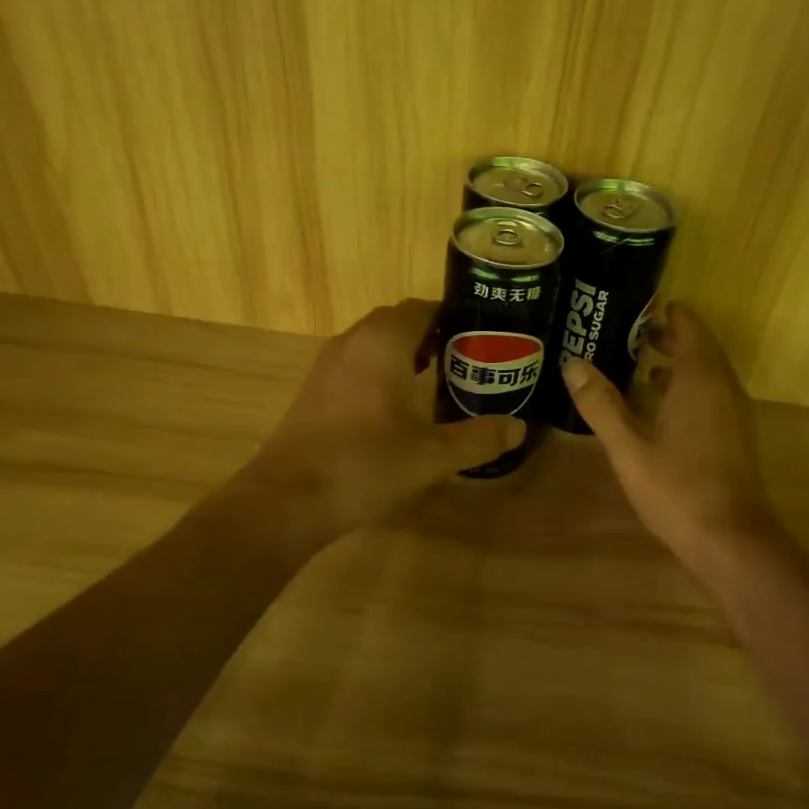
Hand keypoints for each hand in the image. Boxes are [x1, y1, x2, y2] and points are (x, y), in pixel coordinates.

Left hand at [240, 299, 521, 539]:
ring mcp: (326, 367)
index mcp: (383, 343)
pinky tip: (395, 409)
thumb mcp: (433, 455)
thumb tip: (519, 427)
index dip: (452, 318)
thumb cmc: (366, 464)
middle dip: (431, 336)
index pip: (421, 309)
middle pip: (396, 323)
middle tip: (465, 361)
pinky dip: (380, 374)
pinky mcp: (313, 393)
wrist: (289, 499)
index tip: (481, 337)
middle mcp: (352, 343)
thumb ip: (478, 438)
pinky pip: (355, 367)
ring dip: (403, 355)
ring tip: (435, 381)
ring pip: (372, 345)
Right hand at [561, 303, 780, 566]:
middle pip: (700, 347)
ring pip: (707, 372)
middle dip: (669, 335)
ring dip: (679, 362)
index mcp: (700, 380)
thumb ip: (600, 404)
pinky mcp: (735, 436)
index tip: (637, 306)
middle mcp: (723, 387)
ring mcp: (734, 413)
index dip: (667, 313)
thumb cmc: (677, 489)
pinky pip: (711, 394)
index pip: (689, 327)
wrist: (731, 540)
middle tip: (630, 332)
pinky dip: (687, 387)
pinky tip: (660, 407)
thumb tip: (572, 363)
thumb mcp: (628, 447)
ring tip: (641, 363)